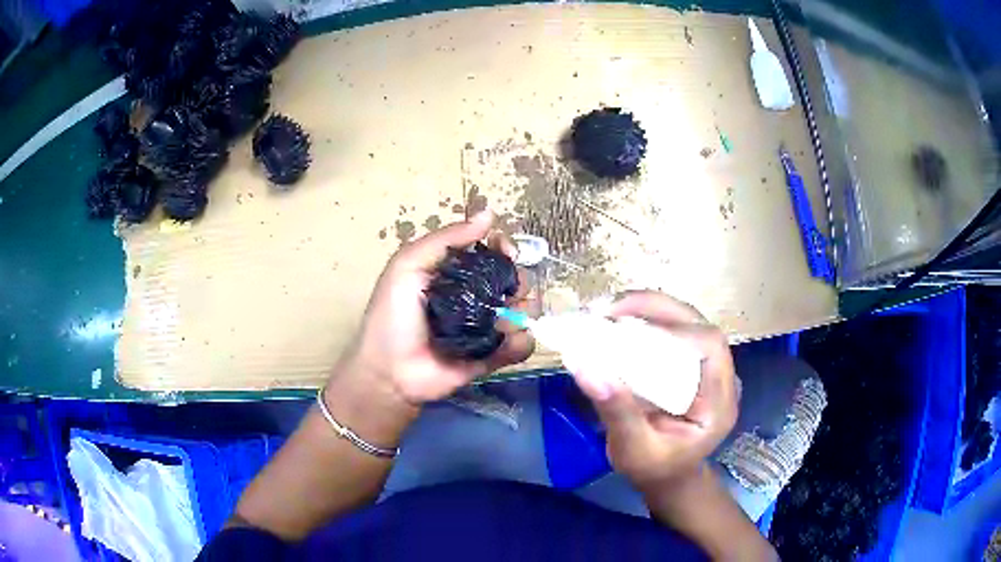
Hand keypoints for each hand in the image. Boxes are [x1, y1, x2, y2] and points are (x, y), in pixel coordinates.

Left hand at [341, 210, 534, 406]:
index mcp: (457, 273)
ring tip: (501, 322)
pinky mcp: (495, 355)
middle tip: (506, 292)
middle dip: (518, 281)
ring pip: (526, 309)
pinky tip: (503, 343)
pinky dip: (521, 342)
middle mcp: (477, 296)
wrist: (390, 372)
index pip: (493, 251)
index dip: (505, 247)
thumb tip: (489, 214)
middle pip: (516, 279)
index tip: (507, 252)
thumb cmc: (393, 316)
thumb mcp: (408, 266)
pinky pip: (523, 344)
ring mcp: (488, 327)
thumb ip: (446, 240)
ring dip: (523, 311)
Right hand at [569, 291, 737, 490]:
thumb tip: (584, 367)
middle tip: (606, 310)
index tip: (627, 332)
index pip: (710, 347)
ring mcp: (706, 365)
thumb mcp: (632, 450)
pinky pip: (671, 328)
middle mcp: (720, 375)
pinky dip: (643, 318)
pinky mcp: (690, 359)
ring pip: (683, 318)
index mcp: (719, 402)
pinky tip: (616, 321)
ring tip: (605, 312)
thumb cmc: (654, 468)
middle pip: (696, 323)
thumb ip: (616, 411)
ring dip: (645, 307)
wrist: (667, 475)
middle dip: (653, 308)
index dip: (674, 331)